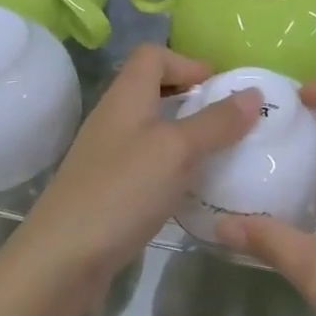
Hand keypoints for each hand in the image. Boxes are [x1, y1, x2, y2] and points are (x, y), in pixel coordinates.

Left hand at [7, 45, 260, 311]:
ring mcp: (107, 155)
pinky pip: (145, 163)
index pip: (153, 55)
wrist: (61, 260)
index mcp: (126, 96)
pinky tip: (189, 190)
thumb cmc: (121, 191)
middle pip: (152, 89)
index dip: (187, 62)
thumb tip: (254, 92)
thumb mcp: (177, 150)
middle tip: (226, 121)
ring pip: (151, 128)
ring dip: (183, 134)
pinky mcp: (107, 189)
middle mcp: (114, 117)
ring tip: (217, 155)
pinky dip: (171, 167)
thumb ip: (216, 121)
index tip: (219, 88)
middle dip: (191, 99)